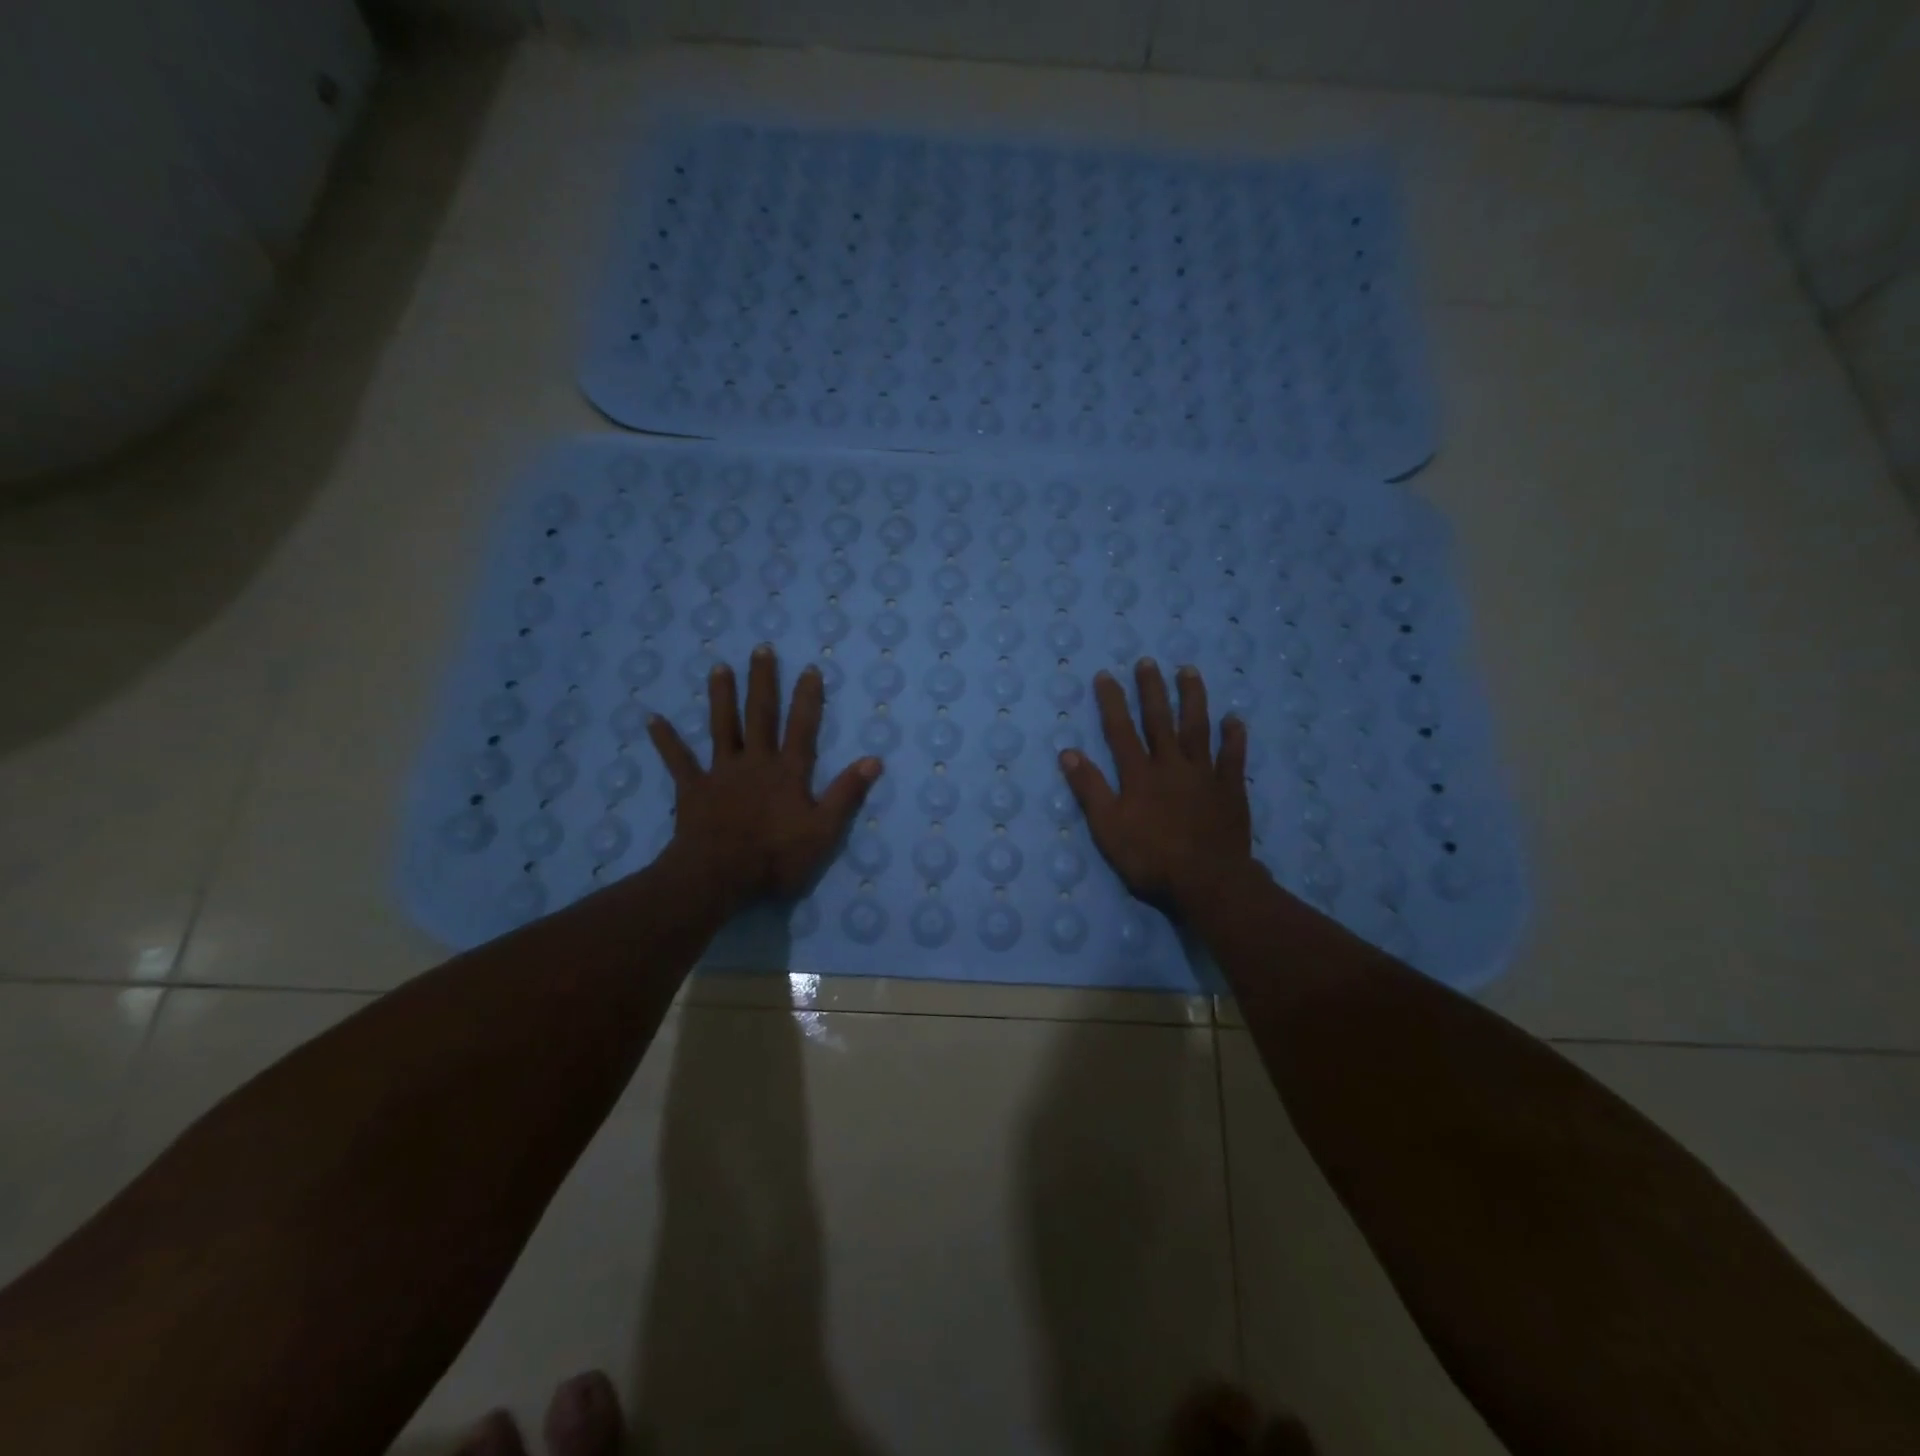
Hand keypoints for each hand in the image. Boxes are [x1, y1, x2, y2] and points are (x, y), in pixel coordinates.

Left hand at [648, 645, 880, 907]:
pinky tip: (652, 719)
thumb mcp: (824, 831)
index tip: (809, 668)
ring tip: (718, 667)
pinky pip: (678, 761)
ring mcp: (721, 773)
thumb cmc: (776, 857)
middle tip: (761, 649)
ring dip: (721, 697)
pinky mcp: (693, 789)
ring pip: (722, 727)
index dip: (807, 698)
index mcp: (788, 772)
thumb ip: (846, 794)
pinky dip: (666, 740)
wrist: (720, 876)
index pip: (802, 728)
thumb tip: (873, 760)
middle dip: (762, 682)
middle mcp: (755, 762)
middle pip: (760, 716)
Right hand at [1057, 659, 1255, 910]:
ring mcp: (1204, 775)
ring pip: (1198, 728)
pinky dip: (1234, 737)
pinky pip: (1233, 757)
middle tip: (1148, 662)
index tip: (1106, 675)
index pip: (1121, 731)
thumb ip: (1090, 789)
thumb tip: (1068, 752)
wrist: (1208, 882)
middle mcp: (1171, 765)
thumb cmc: (1151, 858)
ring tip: (1189, 671)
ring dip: (1193, 698)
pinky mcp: (1230, 790)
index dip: (1112, 702)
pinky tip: (1234, 719)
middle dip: (1152, 690)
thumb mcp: (1107, 828)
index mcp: (1139, 775)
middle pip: (1160, 721)